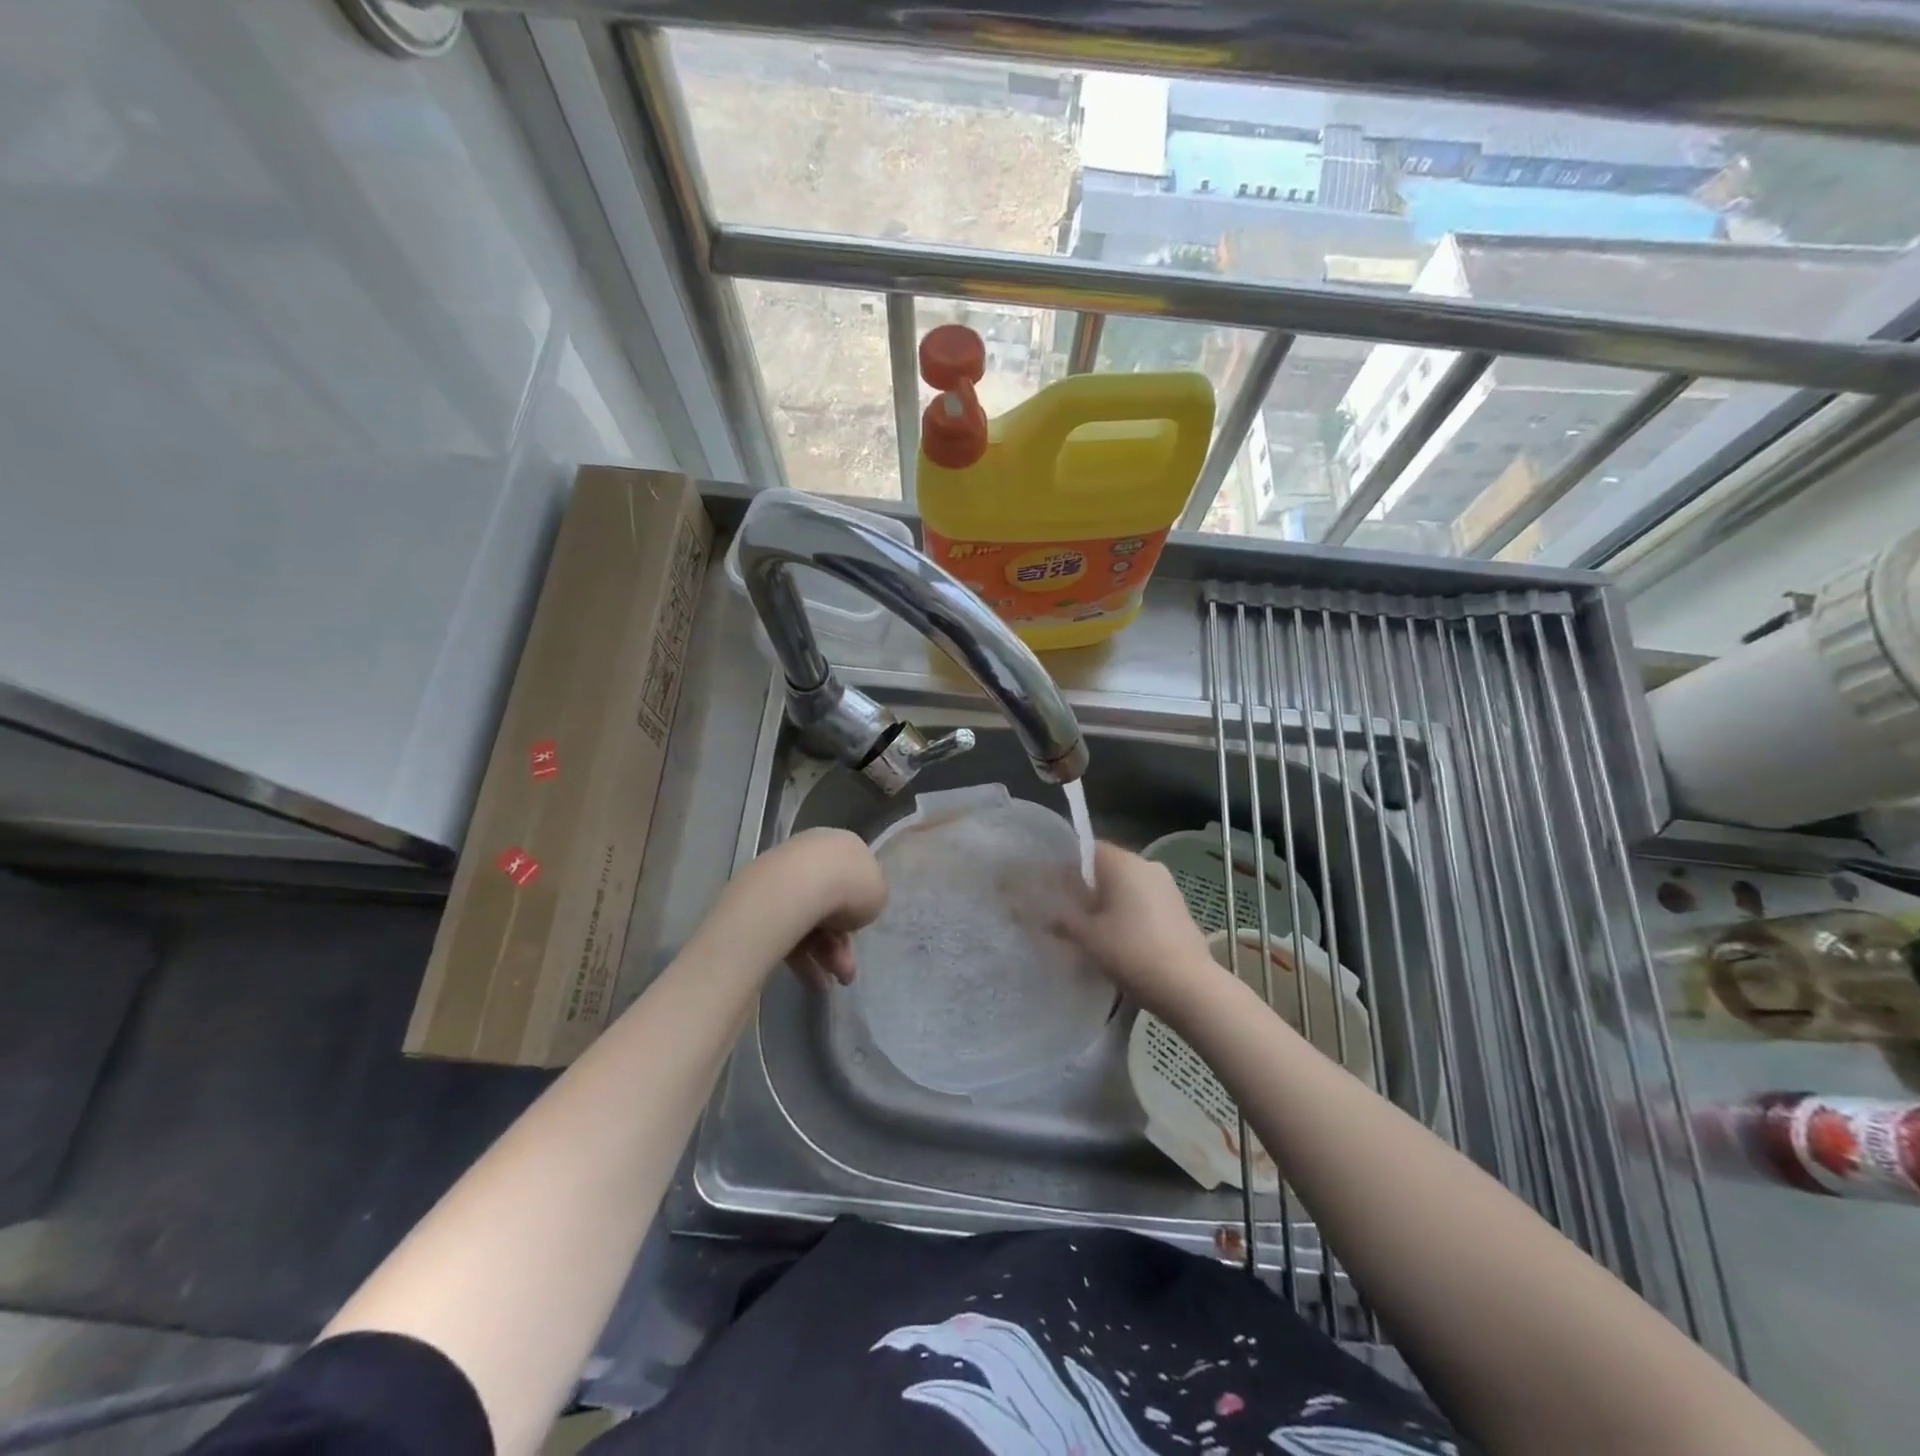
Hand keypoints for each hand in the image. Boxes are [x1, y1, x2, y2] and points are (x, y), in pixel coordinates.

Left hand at [732, 828, 886, 991]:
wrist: (797, 887)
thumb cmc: (849, 885)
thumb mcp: (878, 892)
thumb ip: (871, 896)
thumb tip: (855, 905)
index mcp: (843, 846)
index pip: (854, 878)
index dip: (860, 909)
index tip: (861, 932)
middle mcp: (812, 856)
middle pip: (831, 905)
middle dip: (841, 944)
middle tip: (847, 972)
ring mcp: (784, 877)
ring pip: (810, 922)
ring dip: (824, 956)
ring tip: (831, 983)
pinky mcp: (762, 902)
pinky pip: (788, 931)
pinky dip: (801, 958)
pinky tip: (812, 981)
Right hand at [1053, 842, 1218, 1018]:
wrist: (1188, 986)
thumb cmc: (1131, 952)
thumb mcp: (1087, 937)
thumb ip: (1062, 919)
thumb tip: (1046, 914)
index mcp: (1123, 863)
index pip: (1087, 849)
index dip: (1066, 865)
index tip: (1052, 887)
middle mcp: (1147, 865)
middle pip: (1107, 867)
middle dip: (1086, 886)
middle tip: (1067, 911)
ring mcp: (1167, 886)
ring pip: (1127, 885)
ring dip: (1108, 900)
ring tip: (1092, 928)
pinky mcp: (1178, 907)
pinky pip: (1144, 900)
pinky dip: (1128, 911)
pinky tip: (1119, 937)